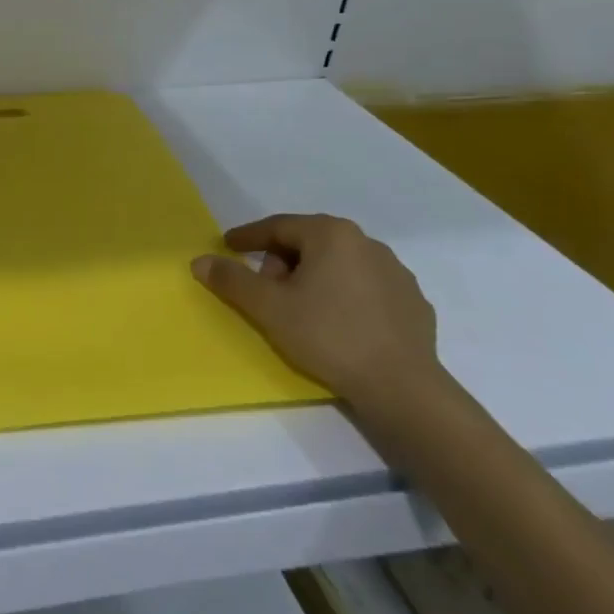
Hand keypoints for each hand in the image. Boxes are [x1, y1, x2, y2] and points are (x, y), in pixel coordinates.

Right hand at [190, 213, 442, 415]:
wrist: (402, 387)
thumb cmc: (328, 335)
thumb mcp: (268, 307)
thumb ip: (231, 279)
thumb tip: (200, 261)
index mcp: (331, 234)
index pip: (278, 226)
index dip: (248, 237)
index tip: (228, 246)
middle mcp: (367, 242)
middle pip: (309, 242)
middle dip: (281, 261)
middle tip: (264, 288)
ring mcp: (395, 272)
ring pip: (338, 264)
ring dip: (312, 277)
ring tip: (299, 308)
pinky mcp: (413, 302)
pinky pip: (365, 287)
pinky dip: (343, 295)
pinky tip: (336, 323)